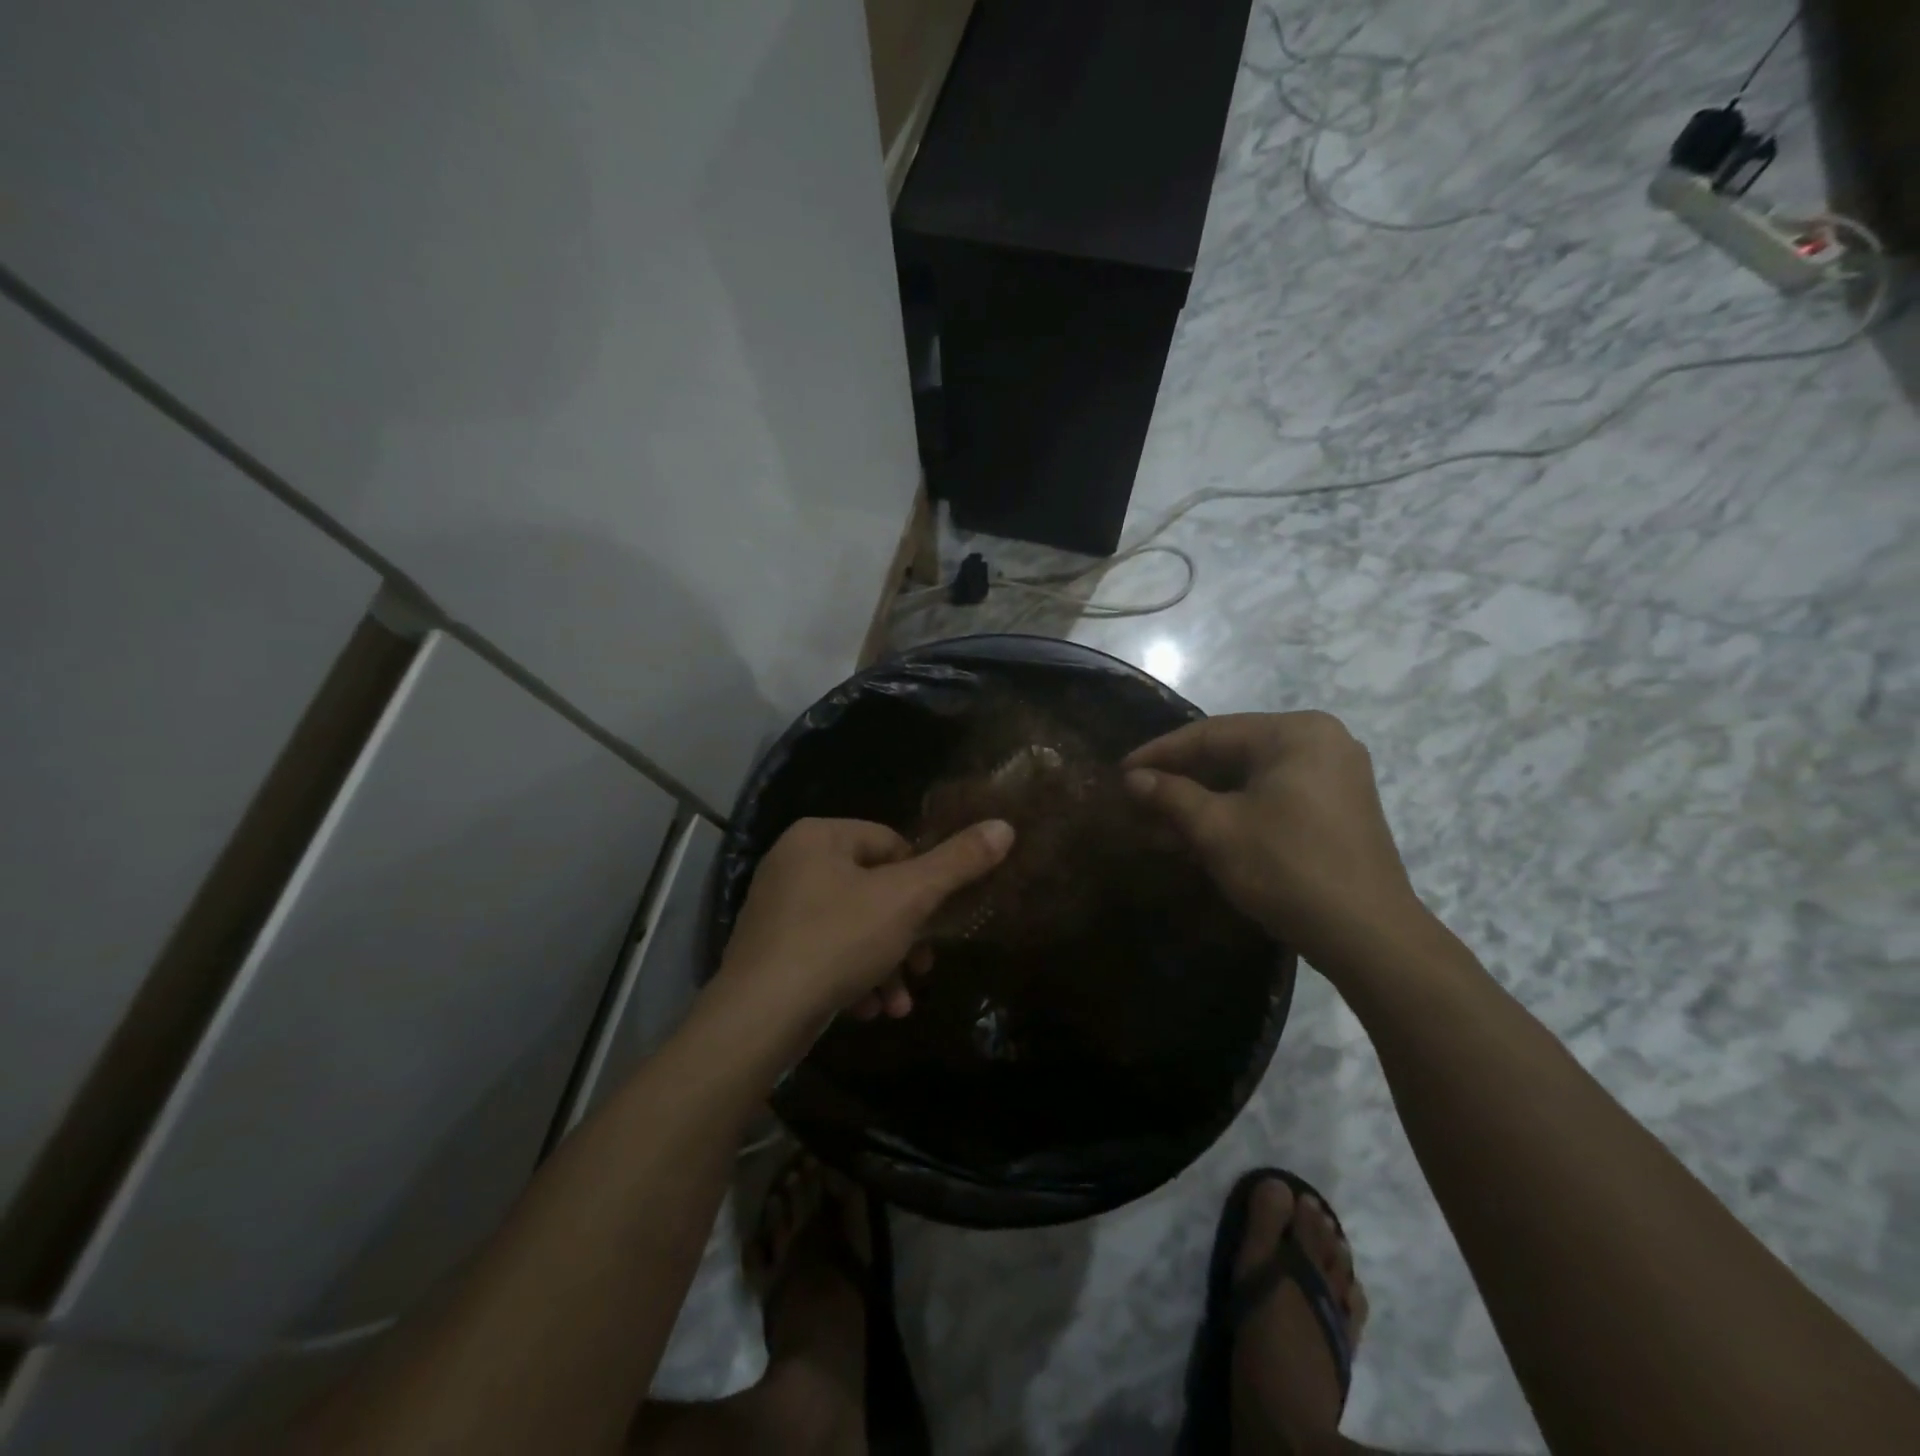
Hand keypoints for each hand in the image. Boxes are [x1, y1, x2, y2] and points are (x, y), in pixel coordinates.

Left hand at [716, 816, 1014, 1028]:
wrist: (758, 1018)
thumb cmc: (837, 940)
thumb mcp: (907, 899)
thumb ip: (957, 863)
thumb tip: (1004, 826)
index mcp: (819, 836)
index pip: (890, 843)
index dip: (920, 881)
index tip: (933, 920)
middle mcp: (792, 863)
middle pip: (873, 889)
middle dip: (905, 936)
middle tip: (922, 969)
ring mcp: (777, 909)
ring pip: (853, 927)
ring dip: (884, 965)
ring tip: (898, 1005)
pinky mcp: (771, 951)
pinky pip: (825, 953)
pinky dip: (852, 978)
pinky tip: (866, 1011)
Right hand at [1124, 711, 1429, 973]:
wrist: (1369, 936)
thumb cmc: (1287, 868)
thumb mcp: (1217, 829)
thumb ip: (1171, 796)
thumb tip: (1133, 779)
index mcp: (1295, 733)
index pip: (1211, 733)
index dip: (1160, 753)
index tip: (1121, 771)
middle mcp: (1321, 742)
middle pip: (1232, 754)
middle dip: (1181, 781)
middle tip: (1136, 798)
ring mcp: (1334, 776)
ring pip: (1250, 780)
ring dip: (1203, 801)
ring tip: (1157, 823)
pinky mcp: (1338, 810)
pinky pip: (1272, 798)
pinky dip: (1234, 813)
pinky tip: (1197, 834)